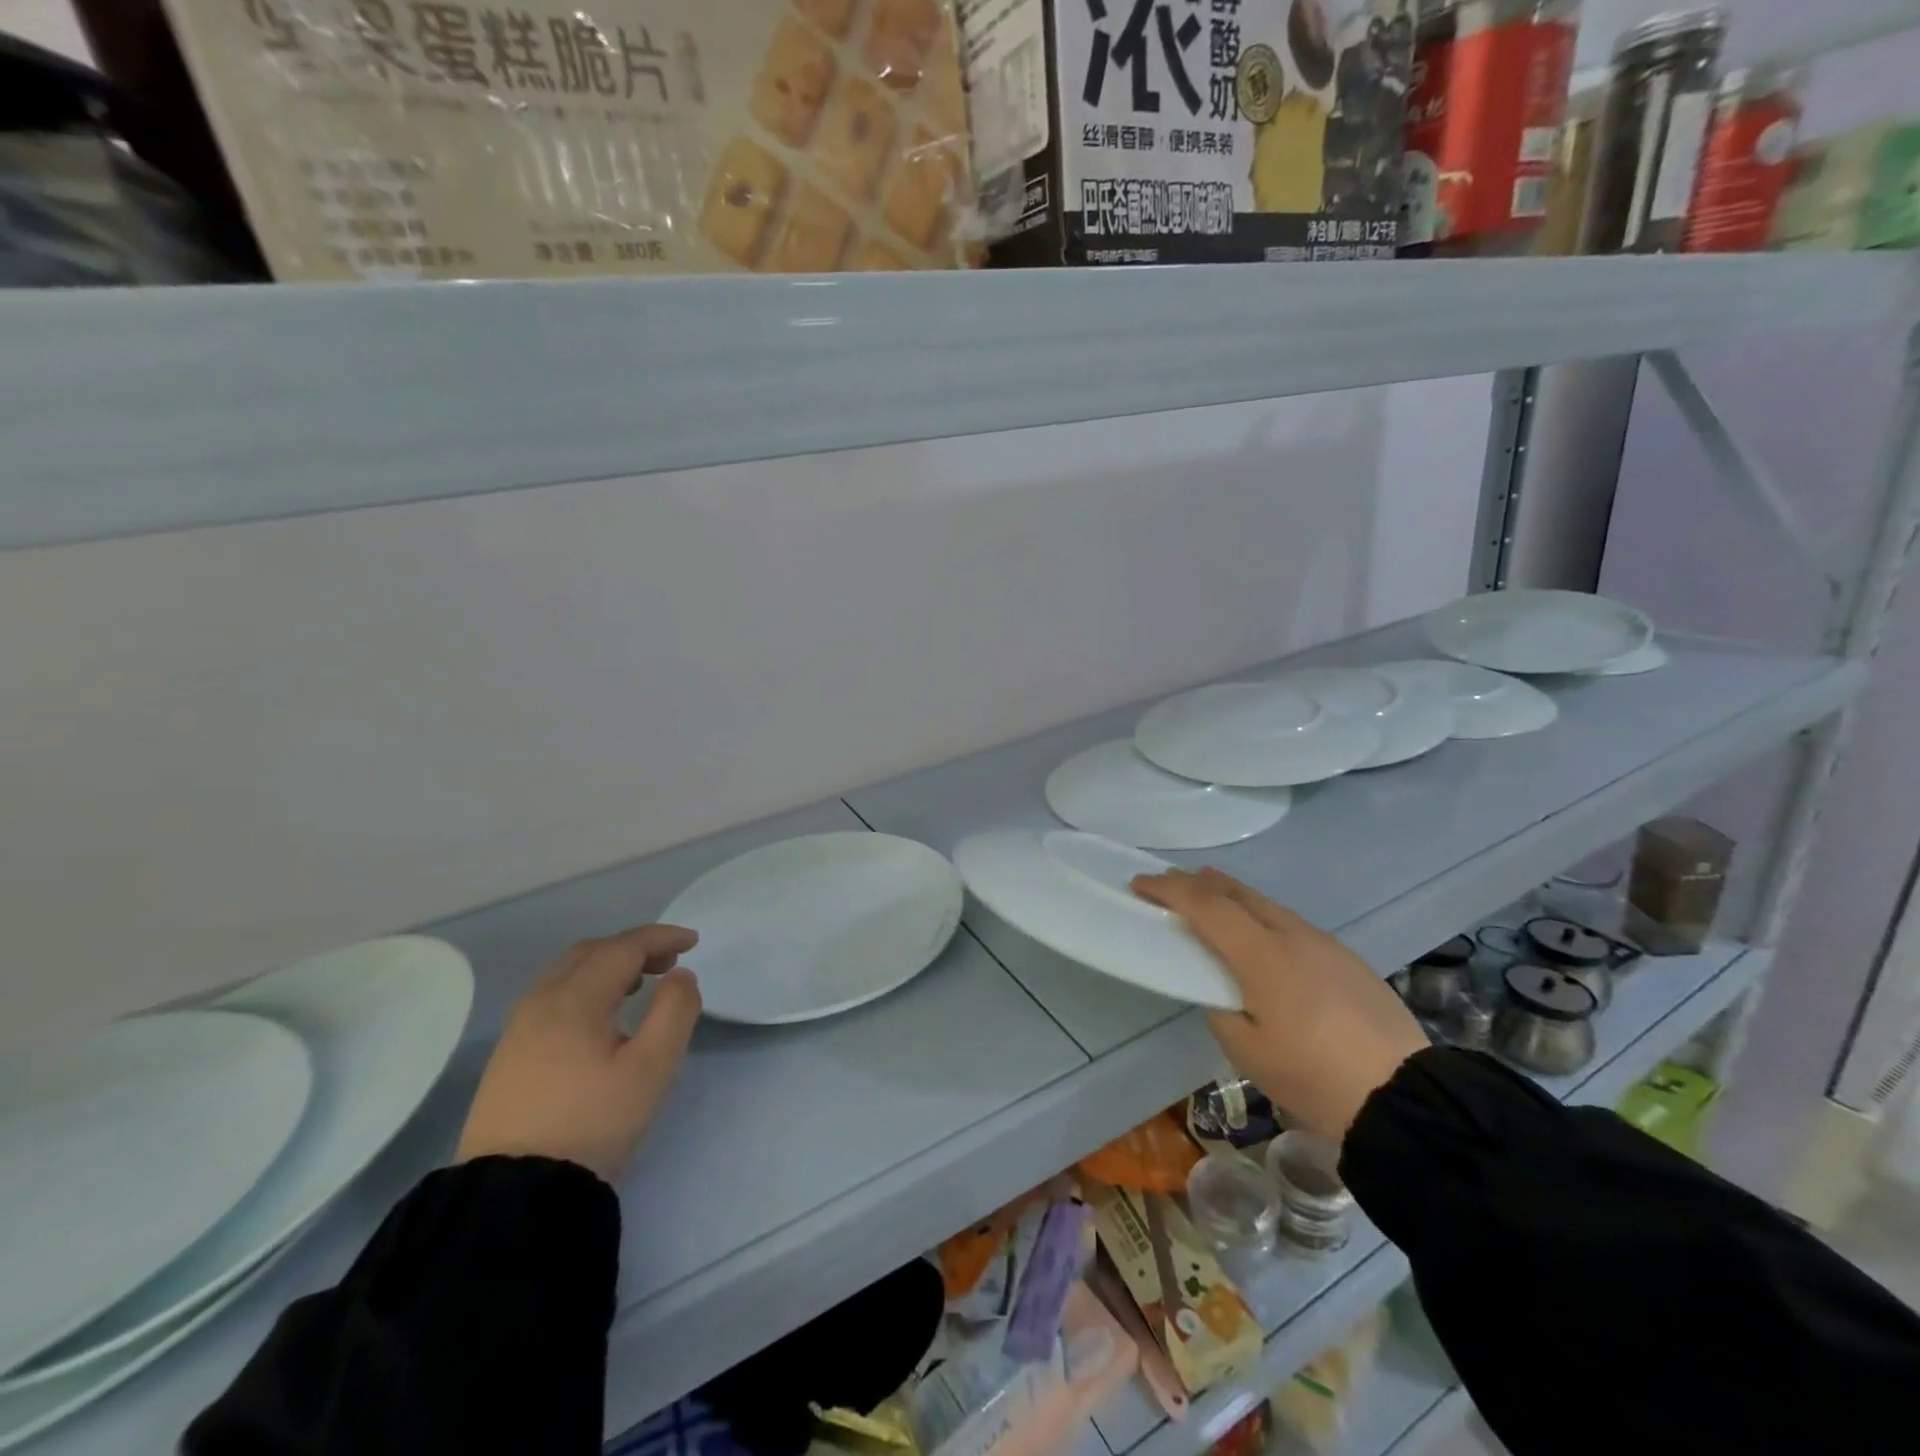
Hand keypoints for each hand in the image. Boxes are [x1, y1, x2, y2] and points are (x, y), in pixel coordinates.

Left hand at [457, 924, 702, 1183]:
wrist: (514, 1193)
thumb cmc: (592, 1123)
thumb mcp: (652, 1068)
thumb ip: (675, 1011)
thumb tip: (680, 976)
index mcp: (574, 999)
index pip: (623, 947)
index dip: (661, 937)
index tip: (693, 942)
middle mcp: (540, 1002)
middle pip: (591, 952)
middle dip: (634, 948)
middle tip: (669, 963)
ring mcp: (518, 1029)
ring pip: (567, 973)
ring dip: (608, 966)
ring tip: (639, 986)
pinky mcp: (509, 1055)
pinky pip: (552, 997)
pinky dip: (585, 987)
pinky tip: (601, 1017)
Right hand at [1132, 869, 1427, 1143]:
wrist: (1405, 1097)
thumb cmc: (1313, 1076)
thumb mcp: (1246, 1050)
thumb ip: (1221, 1007)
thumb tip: (1222, 988)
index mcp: (1261, 953)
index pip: (1204, 905)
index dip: (1168, 890)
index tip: (1138, 884)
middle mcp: (1291, 933)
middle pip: (1235, 891)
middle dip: (1195, 882)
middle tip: (1166, 884)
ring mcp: (1322, 942)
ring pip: (1264, 903)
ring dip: (1228, 895)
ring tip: (1205, 900)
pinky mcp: (1344, 957)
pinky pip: (1287, 922)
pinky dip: (1257, 916)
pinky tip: (1255, 936)